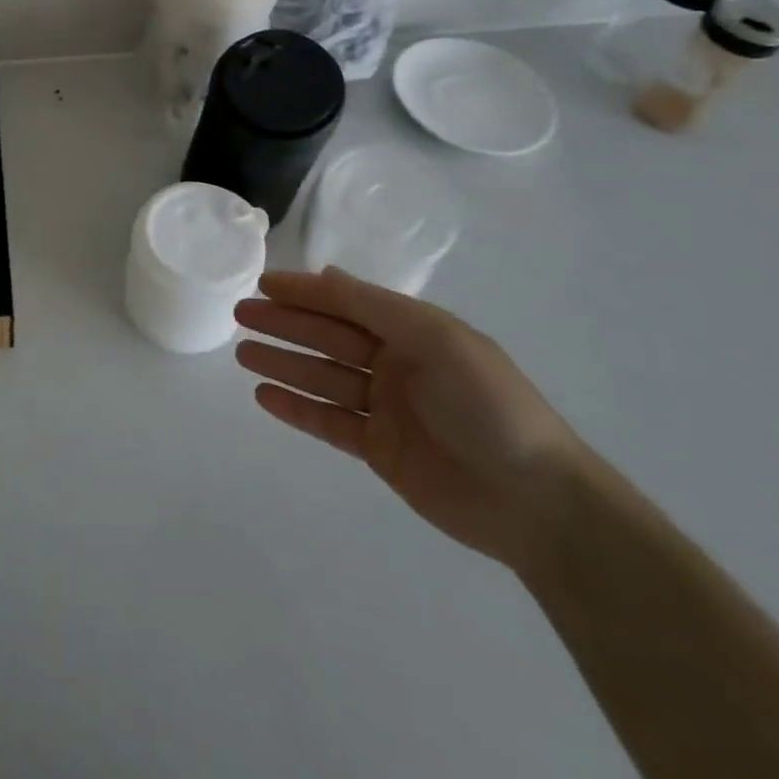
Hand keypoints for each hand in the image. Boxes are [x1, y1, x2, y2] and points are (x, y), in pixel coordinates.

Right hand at [235, 269, 585, 569]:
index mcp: (413, 331)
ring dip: (283, 364)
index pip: (347, 302)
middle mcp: (396, 363)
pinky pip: (329, 422)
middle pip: (328, 337)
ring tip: (241, 355)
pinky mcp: (380, 450)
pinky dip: (297, 408)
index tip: (262, 284)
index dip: (304, 291)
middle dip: (284, 324)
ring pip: (322, 377)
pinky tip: (264, 396)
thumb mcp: (437, 339)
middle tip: (240, 315)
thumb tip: (326, 275)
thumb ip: (376, 308)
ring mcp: (386, 408)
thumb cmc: (488, 405)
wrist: (538, 503)